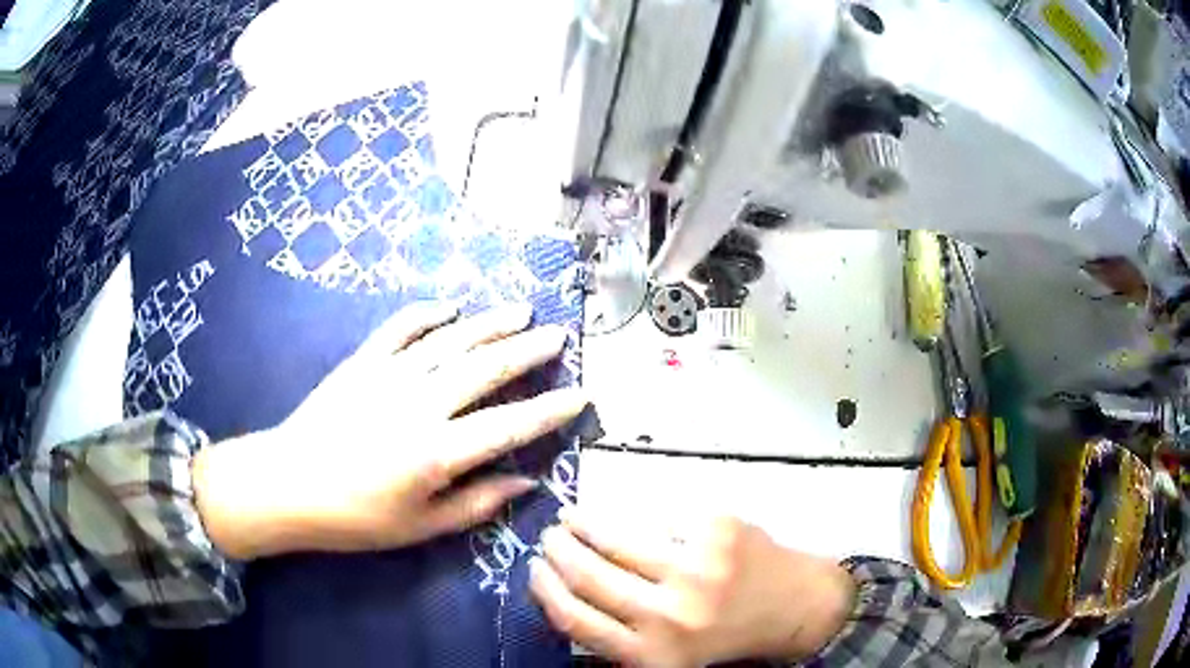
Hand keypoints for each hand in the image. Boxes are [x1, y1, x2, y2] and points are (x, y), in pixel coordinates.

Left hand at [193, 302, 587, 558]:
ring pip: (450, 340)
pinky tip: (449, 307)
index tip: (579, 395)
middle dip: (528, 350)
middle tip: (558, 335)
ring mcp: (389, 375)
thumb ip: (477, 503)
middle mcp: (420, 404)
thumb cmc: (356, 517)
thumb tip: (524, 481)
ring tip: (520, 311)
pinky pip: (400, 328)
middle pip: (485, 367)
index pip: (509, 425)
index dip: (549, 410)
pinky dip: (427, 314)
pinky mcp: (362, 362)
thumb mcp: (421, 526)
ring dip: (489, 323)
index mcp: (437, 451)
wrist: (288, 485)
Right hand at [530, 511, 854, 666]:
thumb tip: (566, 591)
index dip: (545, 589)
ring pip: (616, 537)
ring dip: (584, 522)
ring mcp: (696, 568)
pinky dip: (633, 514)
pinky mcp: (717, 530)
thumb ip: (620, 635)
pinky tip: (624, 514)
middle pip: (589, 575)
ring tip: (572, 517)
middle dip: (558, 550)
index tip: (533, 569)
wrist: (797, 607)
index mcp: (652, 654)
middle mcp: (670, 614)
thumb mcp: (667, 656)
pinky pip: (658, 516)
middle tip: (550, 536)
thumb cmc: (728, 635)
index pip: (576, 619)